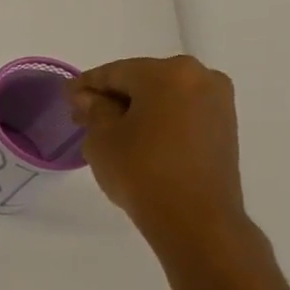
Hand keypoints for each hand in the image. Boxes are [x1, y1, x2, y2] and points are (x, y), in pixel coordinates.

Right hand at [71, 56, 249, 257]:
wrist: (195, 217)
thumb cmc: (140, 170)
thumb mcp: (102, 138)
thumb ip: (94, 110)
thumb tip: (90, 98)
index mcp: (168, 73)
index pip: (115, 72)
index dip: (86, 84)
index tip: (66, 96)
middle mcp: (200, 77)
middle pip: (143, 80)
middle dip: (112, 96)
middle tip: (84, 115)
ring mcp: (218, 101)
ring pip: (164, 96)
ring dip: (135, 108)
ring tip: (109, 130)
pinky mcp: (224, 126)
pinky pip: (180, 112)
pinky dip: (157, 119)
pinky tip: (137, 138)